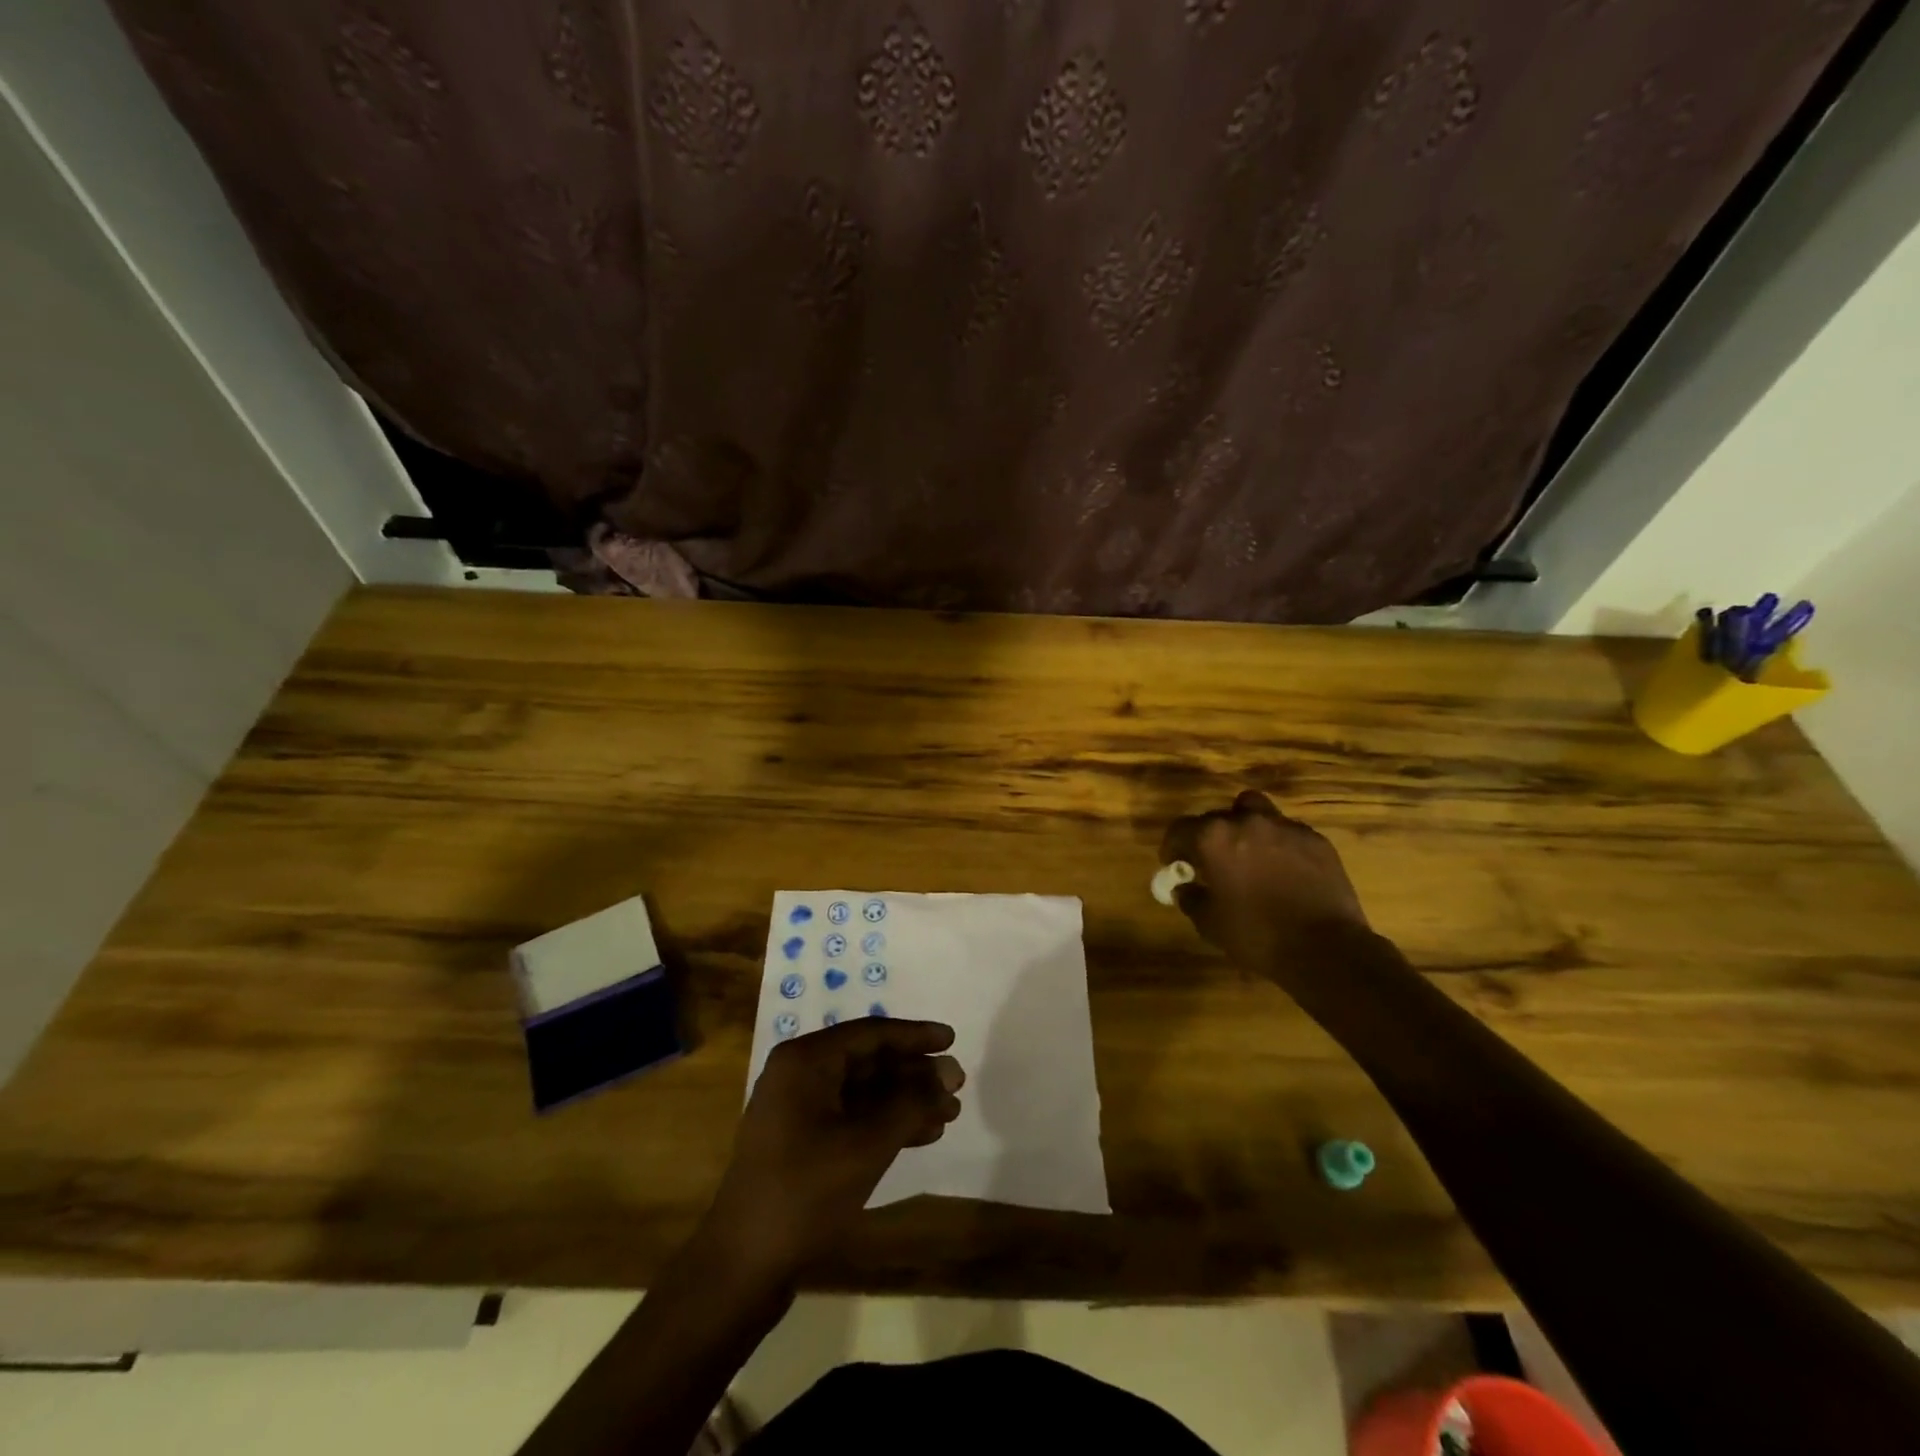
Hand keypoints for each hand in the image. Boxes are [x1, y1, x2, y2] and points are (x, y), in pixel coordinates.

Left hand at [704, 1019, 963, 1282]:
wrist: (742, 1268)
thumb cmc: (804, 1193)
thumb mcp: (866, 1144)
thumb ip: (911, 1103)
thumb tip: (949, 1072)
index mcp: (805, 1061)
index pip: (870, 1034)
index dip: (915, 1036)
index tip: (952, 1040)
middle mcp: (799, 1075)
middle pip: (868, 1061)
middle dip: (914, 1073)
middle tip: (957, 1083)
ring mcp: (798, 1111)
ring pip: (864, 1092)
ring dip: (906, 1100)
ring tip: (950, 1112)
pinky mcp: (802, 1144)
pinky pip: (852, 1118)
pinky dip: (886, 1124)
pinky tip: (923, 1135)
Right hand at [1160, 790, 1370, 978]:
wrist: (1325, 949)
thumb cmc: (1257, 935)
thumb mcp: (1210, 923)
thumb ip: (1191, 898)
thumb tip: (1184, 887)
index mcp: (1214, 838)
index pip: (1180, 829)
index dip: (1172, 847)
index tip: (1174, 863)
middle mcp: (1247, 822)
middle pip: (1217, 817)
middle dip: (1209, 837)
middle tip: (1212, 862)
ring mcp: (1285, 827)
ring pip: (1255, 811)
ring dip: (1245, 827)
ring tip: (1249, 854)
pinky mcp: (1316, 840)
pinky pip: (1287, 831)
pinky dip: (1278, 843)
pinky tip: (1283, 870)